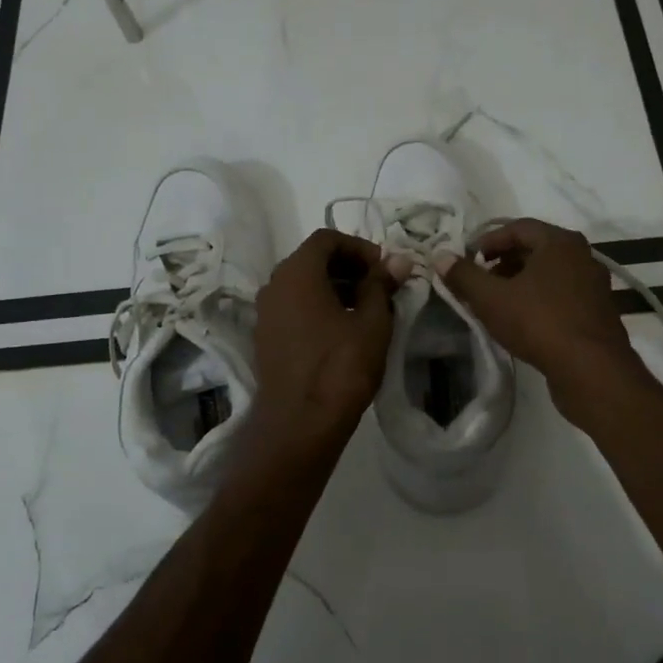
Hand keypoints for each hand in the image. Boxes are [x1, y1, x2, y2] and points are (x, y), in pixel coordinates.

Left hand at [251, 230, 403, 440]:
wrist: (299, 424)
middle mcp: (273, 285)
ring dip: (334, 288)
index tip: (383, 268)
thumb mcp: (372, 322)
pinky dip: (317, 308)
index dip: (359, 246)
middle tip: (379, 287)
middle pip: (311, 260)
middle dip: (348, 267)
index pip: (326, 238)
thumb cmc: (340, 367)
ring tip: (366, 310)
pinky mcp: (266, 339)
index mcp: (296, 273)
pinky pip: (293, 308)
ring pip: (302, 285)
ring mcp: (265, 313)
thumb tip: (398, 261)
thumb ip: (381, 285)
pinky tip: (343, 332)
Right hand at [437, 219, 653, 424]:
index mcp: (560, 242)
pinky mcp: (597, 313)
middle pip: (535, 249)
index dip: (488, 240)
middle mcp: (582, 256)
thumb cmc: (539, 322)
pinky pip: (562, 295)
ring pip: (549, 274)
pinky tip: (522, 321)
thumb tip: (440, 256)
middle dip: (503, 262)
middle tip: (480, 280)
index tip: (468, 259)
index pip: (518, 227)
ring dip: (521, 282)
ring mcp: (594, 285)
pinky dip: (539, 300)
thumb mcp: (491, 298)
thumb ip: (463, 275)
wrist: (591, 370)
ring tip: (497, 302)